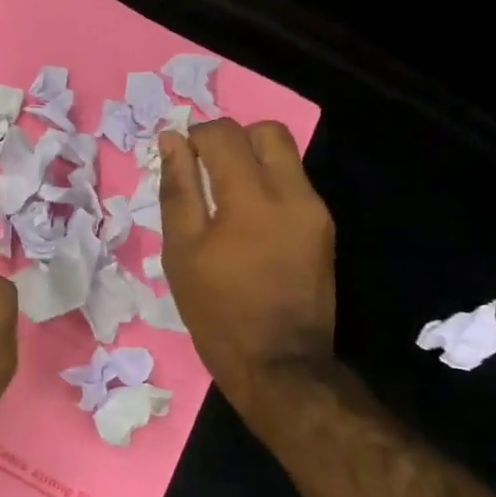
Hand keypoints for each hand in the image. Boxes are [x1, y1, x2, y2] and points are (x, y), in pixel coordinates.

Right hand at [157, 119, 335, 401]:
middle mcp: (293, 194)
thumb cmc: (217, 311)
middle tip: (205, 168)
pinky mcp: (324, 229)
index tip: (180, 158)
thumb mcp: (181, 251)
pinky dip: (266, 185)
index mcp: (251, 199)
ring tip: (223, 195)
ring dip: (251, 160)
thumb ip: (177, 190)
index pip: (224, 135)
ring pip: (285, 156)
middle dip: (232, 138)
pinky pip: (293, 184)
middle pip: (267, 132)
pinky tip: (246, 220)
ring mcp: (315, 211)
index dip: (195, 135)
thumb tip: (171, 141)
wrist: (279, 364)